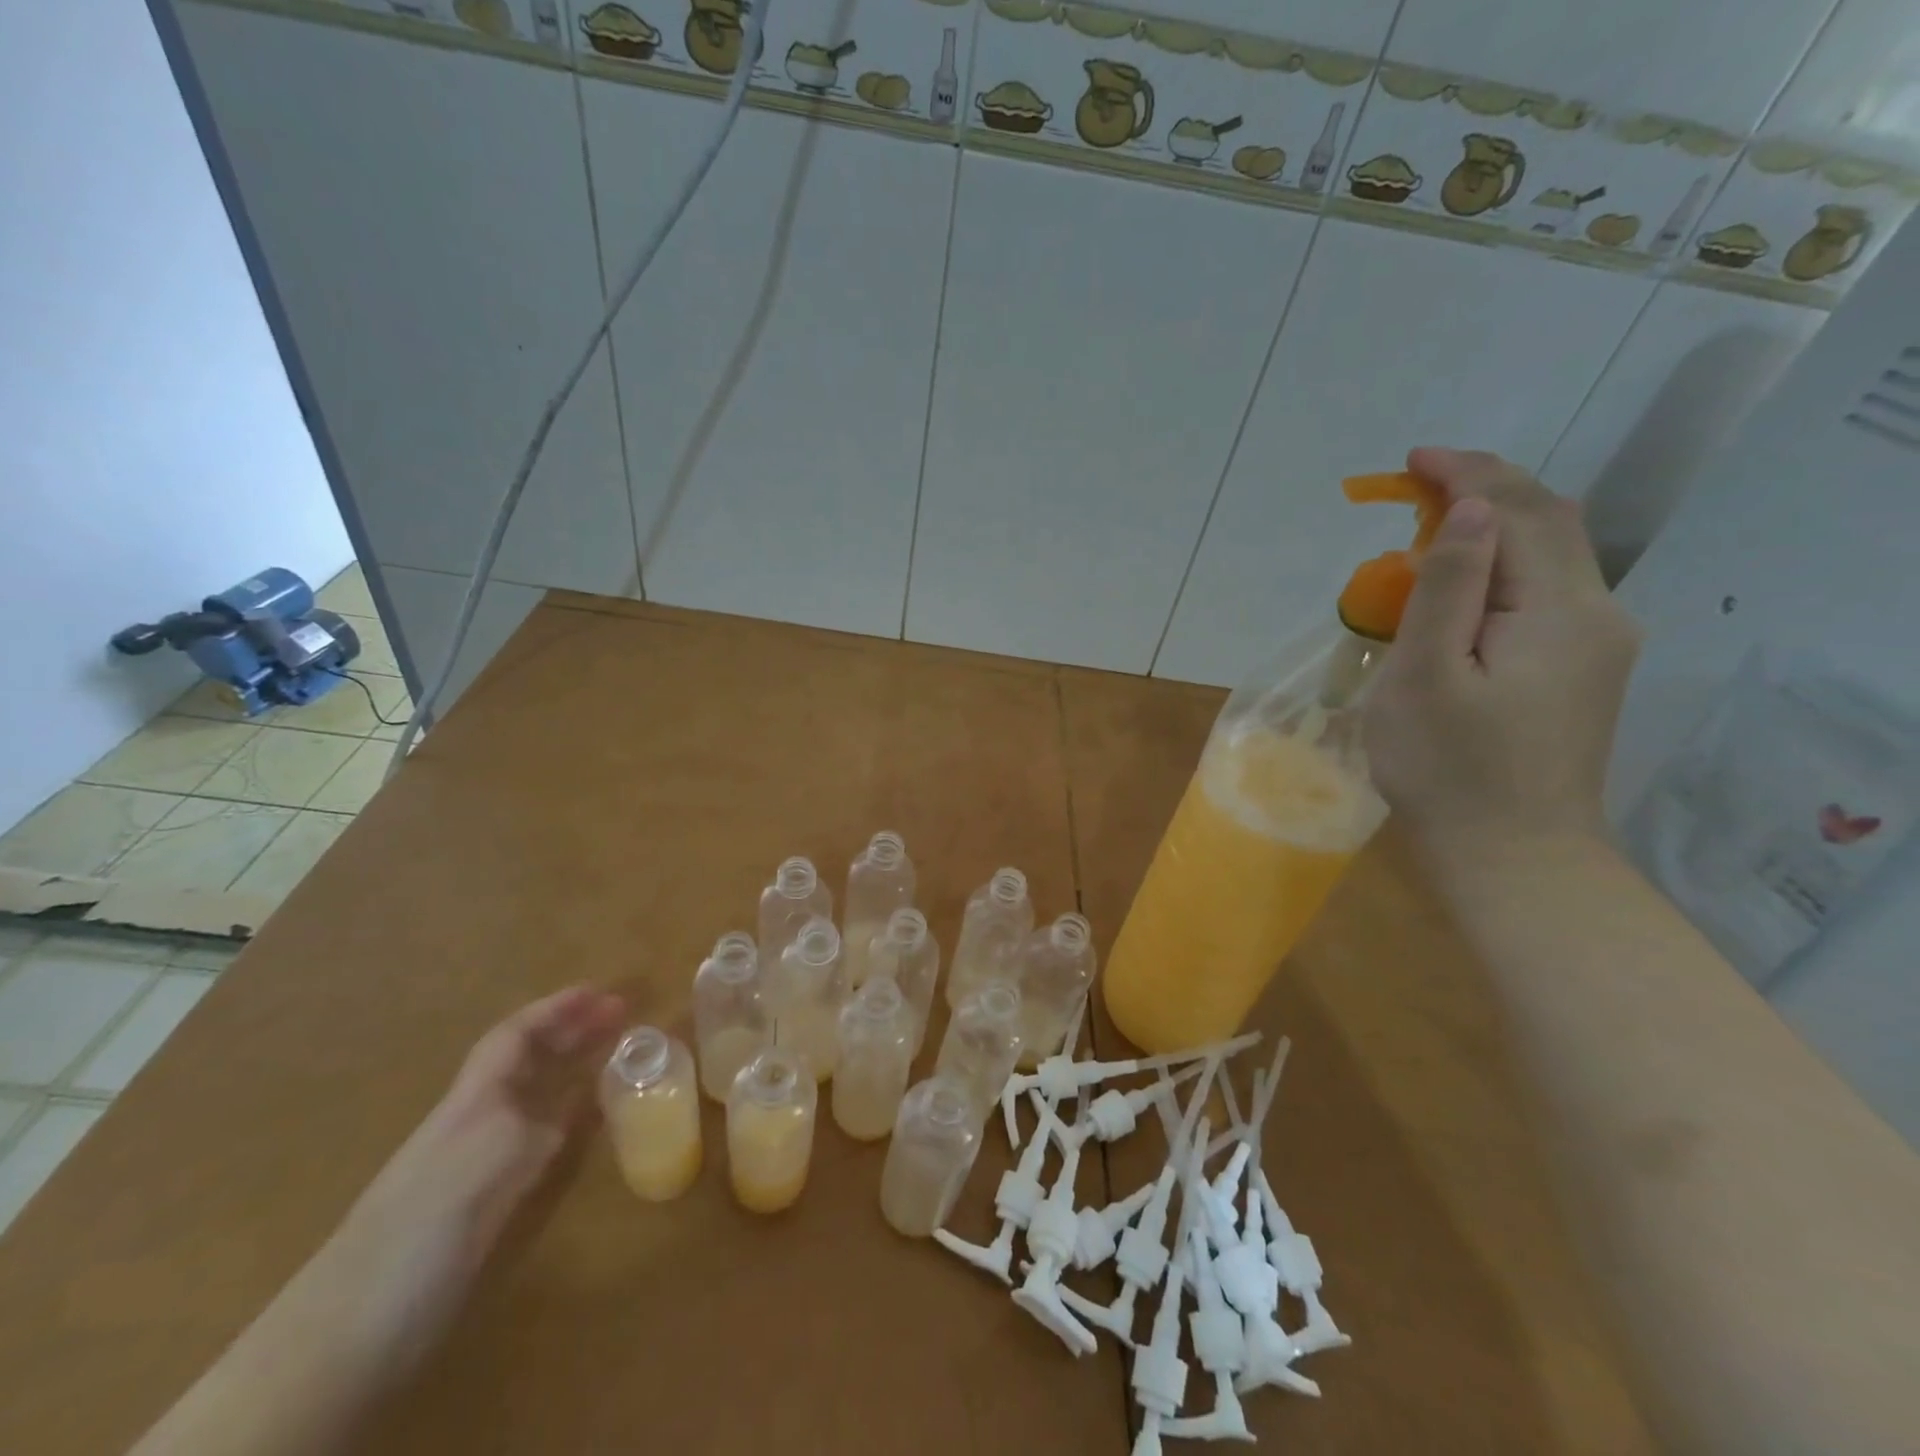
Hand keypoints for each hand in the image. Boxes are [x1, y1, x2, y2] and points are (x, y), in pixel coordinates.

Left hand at [321, 986, 626, 1367]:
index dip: (555, 1008)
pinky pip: (541, 1139)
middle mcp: (477, 1121)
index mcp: (470, 1102)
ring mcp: (481, 1163)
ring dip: (575, 1068)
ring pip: (535, 1097)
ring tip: (617, 1052)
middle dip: (572, 1030)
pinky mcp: (488, 1203)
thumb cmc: (422, 1229)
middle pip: (527, 1061)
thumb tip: (580, 1107)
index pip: (514, 1037)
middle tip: (621, 1013)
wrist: (353, 1331)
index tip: (599, 991)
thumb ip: (538, 1129)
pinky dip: (571, 1117)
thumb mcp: (487, 1165)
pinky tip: (593, 1120)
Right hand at [1362, 447, 1640, 855]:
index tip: (1413, 459)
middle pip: (1550, 523)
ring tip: (1434, 522)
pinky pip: (1546, 593)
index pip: (1520, 512)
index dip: (1468, 474)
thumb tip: (1472, 509)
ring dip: (1497, 524)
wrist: (1512, 858)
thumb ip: (1450, 587)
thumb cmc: (1448, 769)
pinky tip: (1467, 582)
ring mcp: (1597, 646)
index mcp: (1559, 610)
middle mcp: (1597, 614)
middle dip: (1487, 488)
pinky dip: (1505, 565)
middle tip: (1420, 481)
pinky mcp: (1581, 672)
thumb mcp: (1426, 676)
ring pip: (1552, 557)